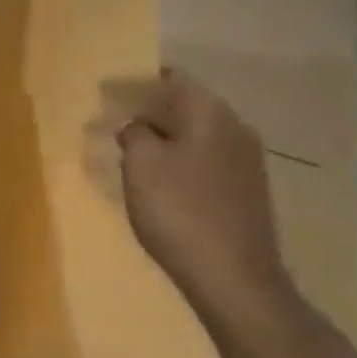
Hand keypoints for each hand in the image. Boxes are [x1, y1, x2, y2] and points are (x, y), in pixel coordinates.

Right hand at [117, 69, 292, 316]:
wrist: (235, 279)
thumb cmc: (180, 212)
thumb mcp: (141, 166)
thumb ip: (134, 135)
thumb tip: (137, 125)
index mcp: (211, 113)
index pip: (173, 78)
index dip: (139, 81)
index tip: (109, 91)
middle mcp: (236, 128)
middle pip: (188, 105)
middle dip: (151, 110)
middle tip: (115, 121)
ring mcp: (247, 162)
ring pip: (198, 135)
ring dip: (167, 138)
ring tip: (133, 152)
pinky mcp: (247, 192)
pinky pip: (208, 161)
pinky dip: (182, 161)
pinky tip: (162, 182)